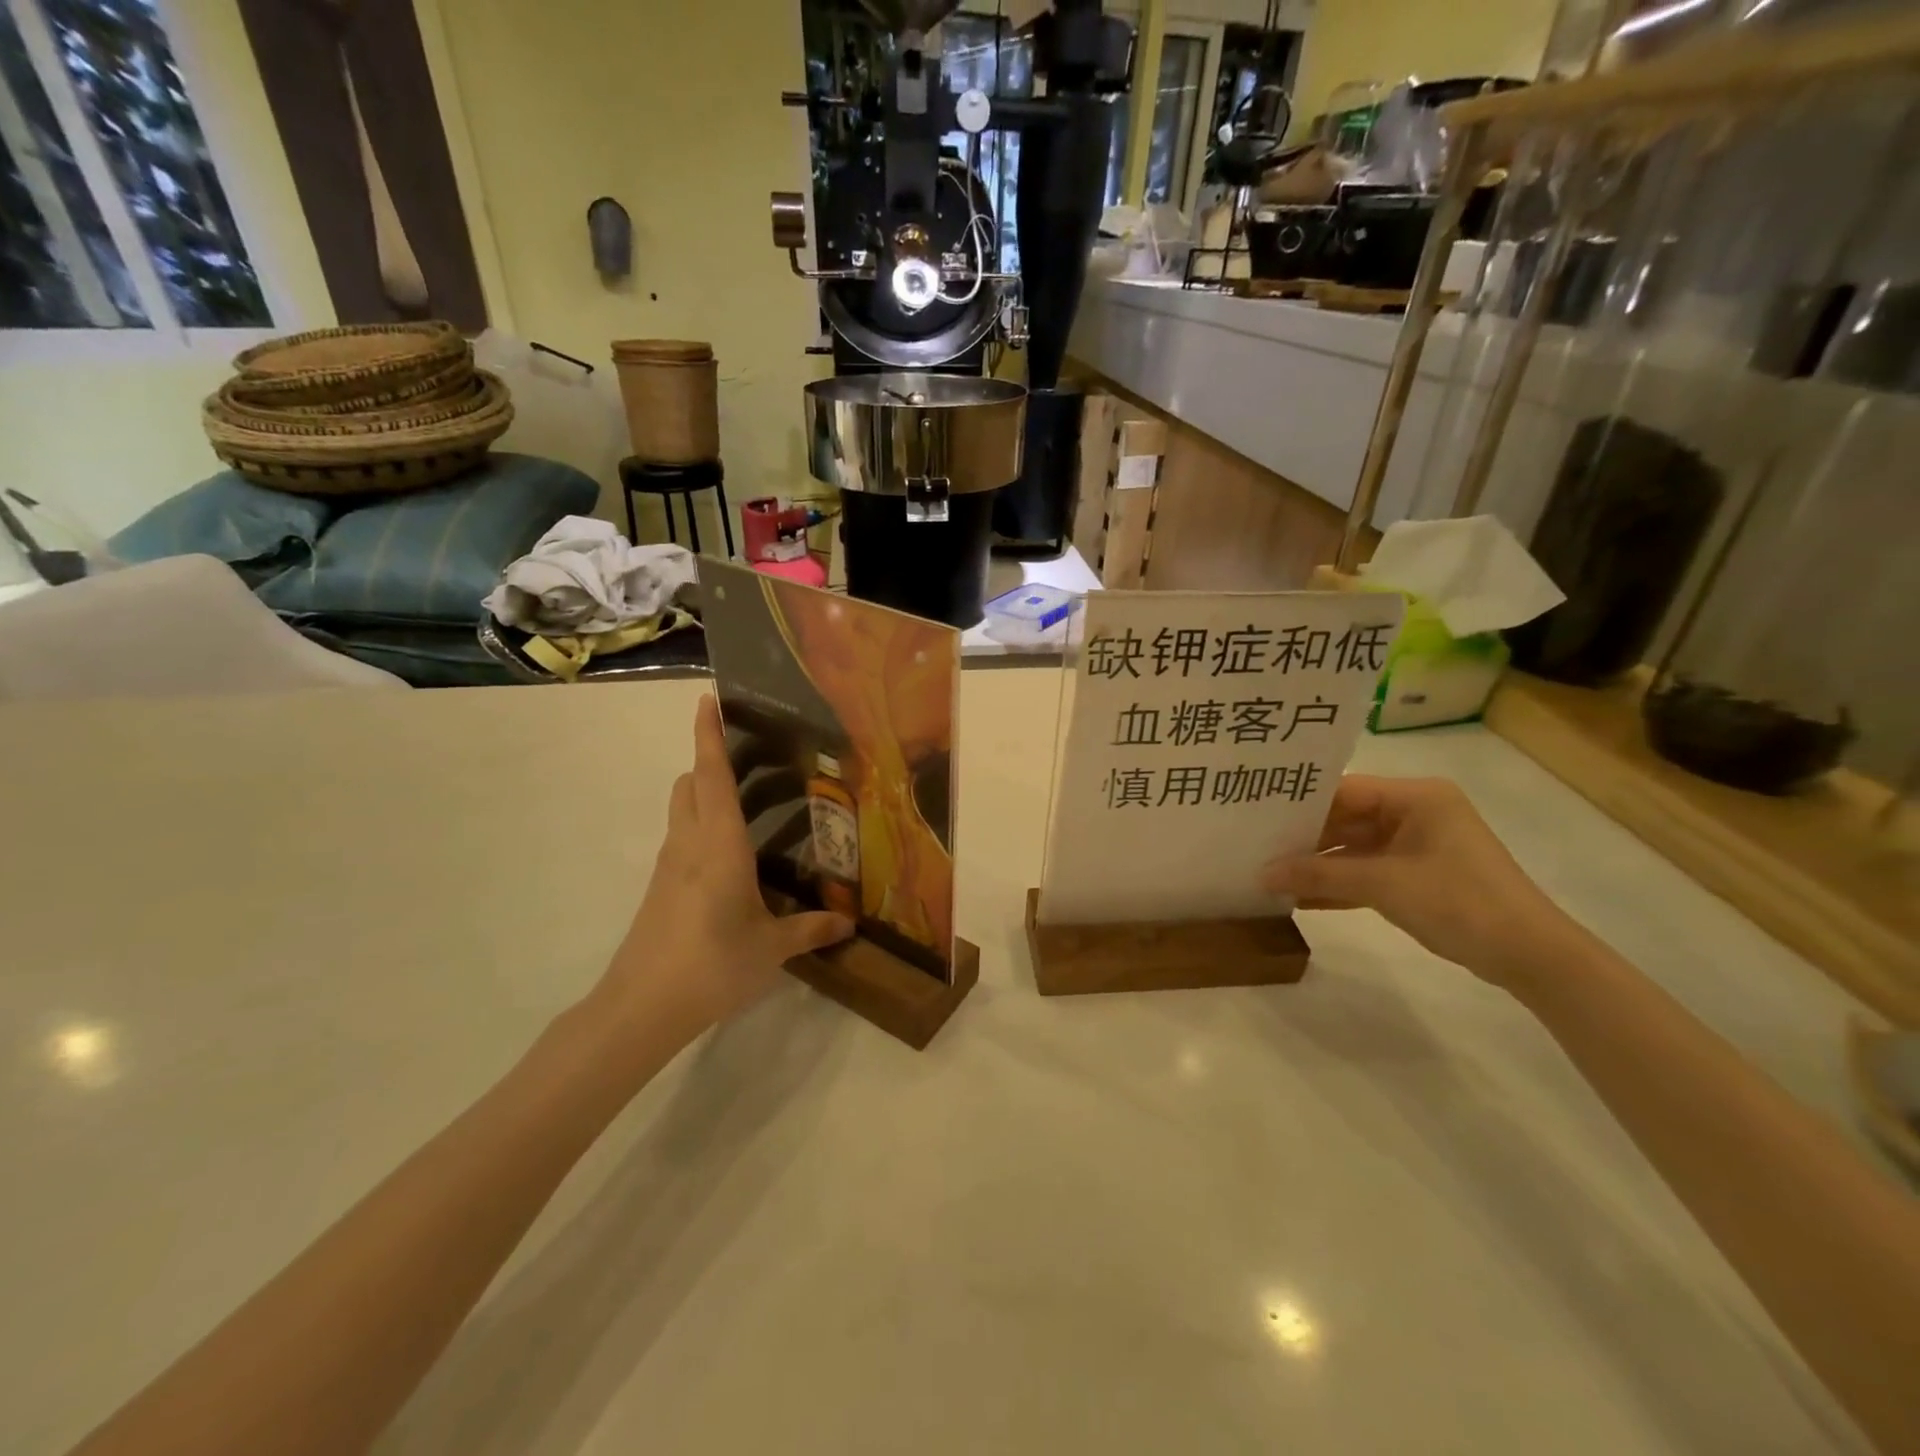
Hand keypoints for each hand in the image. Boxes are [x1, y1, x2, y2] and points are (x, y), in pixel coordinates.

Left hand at [595, 696, 853, 1037]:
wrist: (641, 1007)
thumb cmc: (712, 964)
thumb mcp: (771, 948)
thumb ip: (811, 929)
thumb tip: (849, 922)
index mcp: (720, 844)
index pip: (712, 775)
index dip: (709, 735)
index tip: (707, 700)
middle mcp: (690, 843)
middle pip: (690, 783)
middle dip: (709, 760)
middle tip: (749, 756)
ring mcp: (669, 865)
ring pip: (681, 809)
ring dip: (703, 791)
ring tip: (745, 799)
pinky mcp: (661, 887)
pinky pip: (681, 837)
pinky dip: (700, 824)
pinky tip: (729, 854)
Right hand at [1263, 775, 1584, 987]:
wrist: (1530, 956)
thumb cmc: (1460, 901)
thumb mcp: (1383, 884)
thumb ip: (1319, 874)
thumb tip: (1261, 875)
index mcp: (1415, 797)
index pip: (1343, 791)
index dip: (1300, 805)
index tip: (1255, 816)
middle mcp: (1414, 813)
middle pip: (1345, 819)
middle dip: (1303, 838)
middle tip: (1254, 847)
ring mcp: (1416, 846)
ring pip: (1352, 848)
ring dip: (1317, 865)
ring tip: (1267, 873)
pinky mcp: (1416, 877)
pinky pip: (1366, 873)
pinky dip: (1337, 885)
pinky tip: (1299, 898)